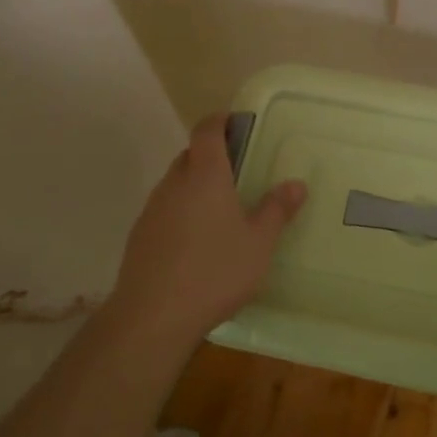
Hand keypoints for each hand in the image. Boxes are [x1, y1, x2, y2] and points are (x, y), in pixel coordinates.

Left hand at [107, 113, 306, 345]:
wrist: (152, 315)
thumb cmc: (215, 271)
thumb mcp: (259, 243)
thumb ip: (276, 210)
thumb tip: (296, 183)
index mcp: (205, 175)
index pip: (206, 130)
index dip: (220, 121)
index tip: (236, 124)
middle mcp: (175, 184)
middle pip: (190, 155)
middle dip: (211, 156)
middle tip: (238, 172)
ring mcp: (152, 210)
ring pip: (176, 184)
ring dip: (195, 186)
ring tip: (220, 211)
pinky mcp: (140, 236)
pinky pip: (165, 210)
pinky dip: (181, 213)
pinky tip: (197, 242)